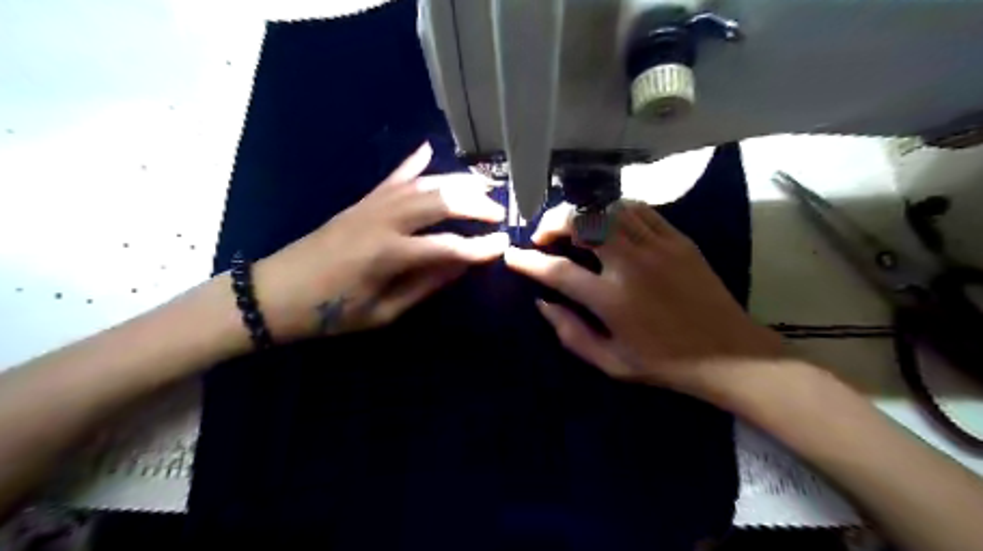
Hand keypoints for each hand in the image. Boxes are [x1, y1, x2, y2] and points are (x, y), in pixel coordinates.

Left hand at [253, 141, 507, 339]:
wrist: (275, 292)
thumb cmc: (330, 312)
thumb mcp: (383, 312)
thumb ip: (426, 286)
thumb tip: (461, 266)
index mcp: (389, 255)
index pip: (448, 247)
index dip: (480, 247)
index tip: (504, 245)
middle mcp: (384, 221)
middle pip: (440, 202)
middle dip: (476, 205)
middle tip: (499, 212)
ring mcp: (371, 205)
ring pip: (422, 184)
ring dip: (456, 181)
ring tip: (483, 184)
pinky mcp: (361, 201)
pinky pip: (392, 177)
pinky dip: (413, 163)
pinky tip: (429, 149)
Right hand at [501, 200, 780, 401]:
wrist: (730, 353)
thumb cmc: (665, 363)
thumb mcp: (610, 362)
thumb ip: (570, 333)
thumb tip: (542, 304)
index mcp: (612, 299)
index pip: (557, 271)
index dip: (528, 262)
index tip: (512, 256)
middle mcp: (631, 264)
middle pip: (582, 222)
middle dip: (553, 222)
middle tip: (543, 235)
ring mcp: (657, 246)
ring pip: (609, 208)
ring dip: (583, 213)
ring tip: (573, 228)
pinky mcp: (678, 239)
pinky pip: (639, 210)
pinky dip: (615, 210)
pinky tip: (608, 222)